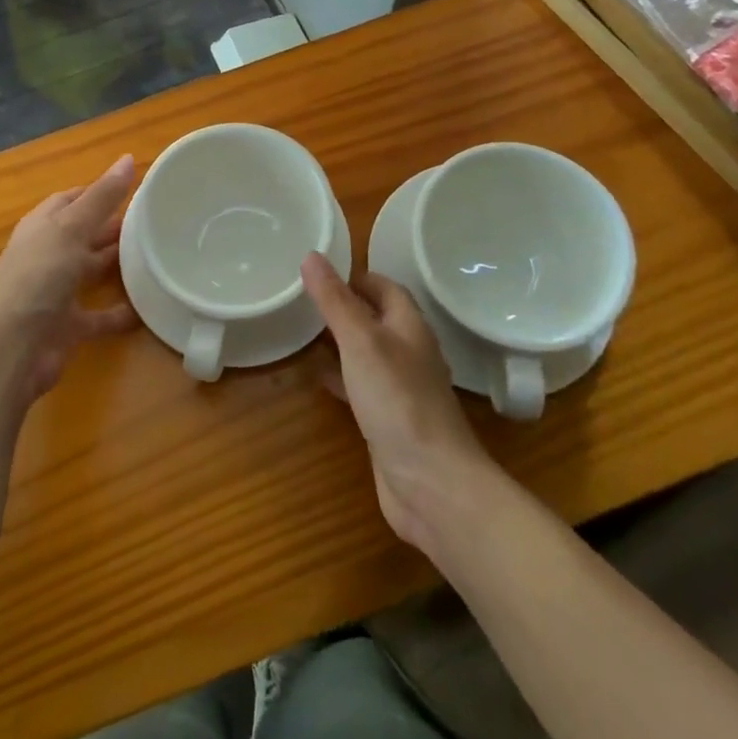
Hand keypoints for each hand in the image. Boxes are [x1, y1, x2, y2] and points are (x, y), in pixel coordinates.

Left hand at [0, 154, 138, 402]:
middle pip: (83, 235)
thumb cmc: (38, 277)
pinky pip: (99, 316)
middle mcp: (46, 256)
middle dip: (113, 227)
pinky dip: (120, 313)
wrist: (10, 349)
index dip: (97, 192)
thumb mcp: (71, 228)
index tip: (134, 188)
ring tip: (156, 255)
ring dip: (118, 265)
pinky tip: (147, 307)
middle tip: (153, 220)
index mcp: (41, 227)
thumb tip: (128, 157)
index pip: (70, 200)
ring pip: (90, 272)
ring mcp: (55, 292)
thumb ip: (102, 197)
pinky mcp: (66, 327)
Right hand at [302, 256, 489, 551]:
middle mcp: (409, 354)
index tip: (320, 271)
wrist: (432, 484)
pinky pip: (362, 386)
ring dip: (340, 340)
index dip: (356, 276)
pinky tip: (319, 378)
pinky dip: (341, 376)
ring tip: (304, 331)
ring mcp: (402, 390)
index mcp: (410, 327)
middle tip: (304, 298)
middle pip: (377, 319)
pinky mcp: (390, 420)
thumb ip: (335, 300)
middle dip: (345, 306)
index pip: (385, 287)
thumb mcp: (360, 341)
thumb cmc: (398, 400)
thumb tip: (311, 255)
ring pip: (368, 353)